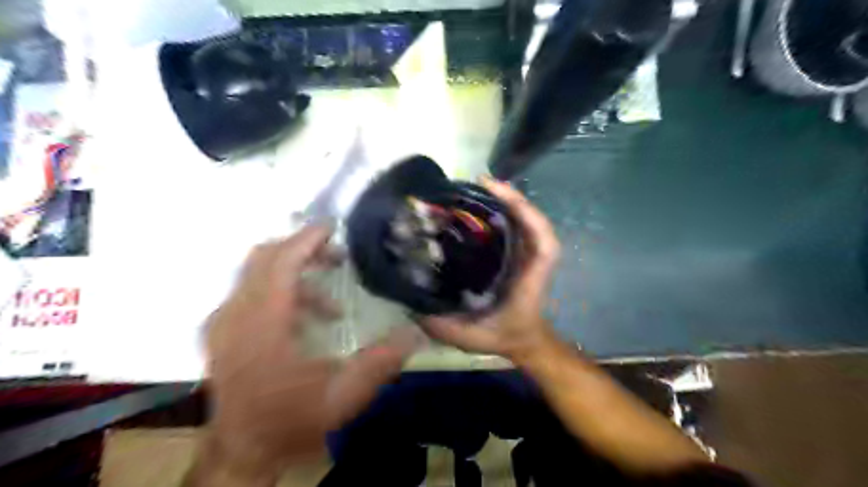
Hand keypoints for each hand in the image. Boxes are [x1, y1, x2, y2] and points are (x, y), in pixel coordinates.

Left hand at [200, 224, 424, 483]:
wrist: (242, 452)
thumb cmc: (291, 422)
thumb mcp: (344, 396)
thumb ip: (381, 361)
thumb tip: (416, 333)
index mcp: (263, 325)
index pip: (281, 263)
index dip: (306, 240)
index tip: (333, 228)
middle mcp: (236, 315)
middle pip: (263, 258)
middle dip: (302, 249)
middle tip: (338, 257)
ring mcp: (223, 322)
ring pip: (255, 273)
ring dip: (295, 273)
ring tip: (332, 302)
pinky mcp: (221, 331)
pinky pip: (249, 291)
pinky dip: (280, 291)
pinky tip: (307, 319)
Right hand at [420, 176, 562, 364]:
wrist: (524, 340)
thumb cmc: (503, 336)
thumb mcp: (471, 337)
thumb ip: (442, 325)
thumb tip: (410, 303)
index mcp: (529, 277)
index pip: (541, 240)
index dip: (523, 211)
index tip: (492, 191)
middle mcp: (532, 259)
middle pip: (530, 221)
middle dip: (507, 197)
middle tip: (476, 183)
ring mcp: (527, 253)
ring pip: (523, 220)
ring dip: (504, 201)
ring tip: (475, 189)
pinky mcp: (519, 252)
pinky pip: (515, 227)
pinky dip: (503, 211)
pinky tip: (479, 206)